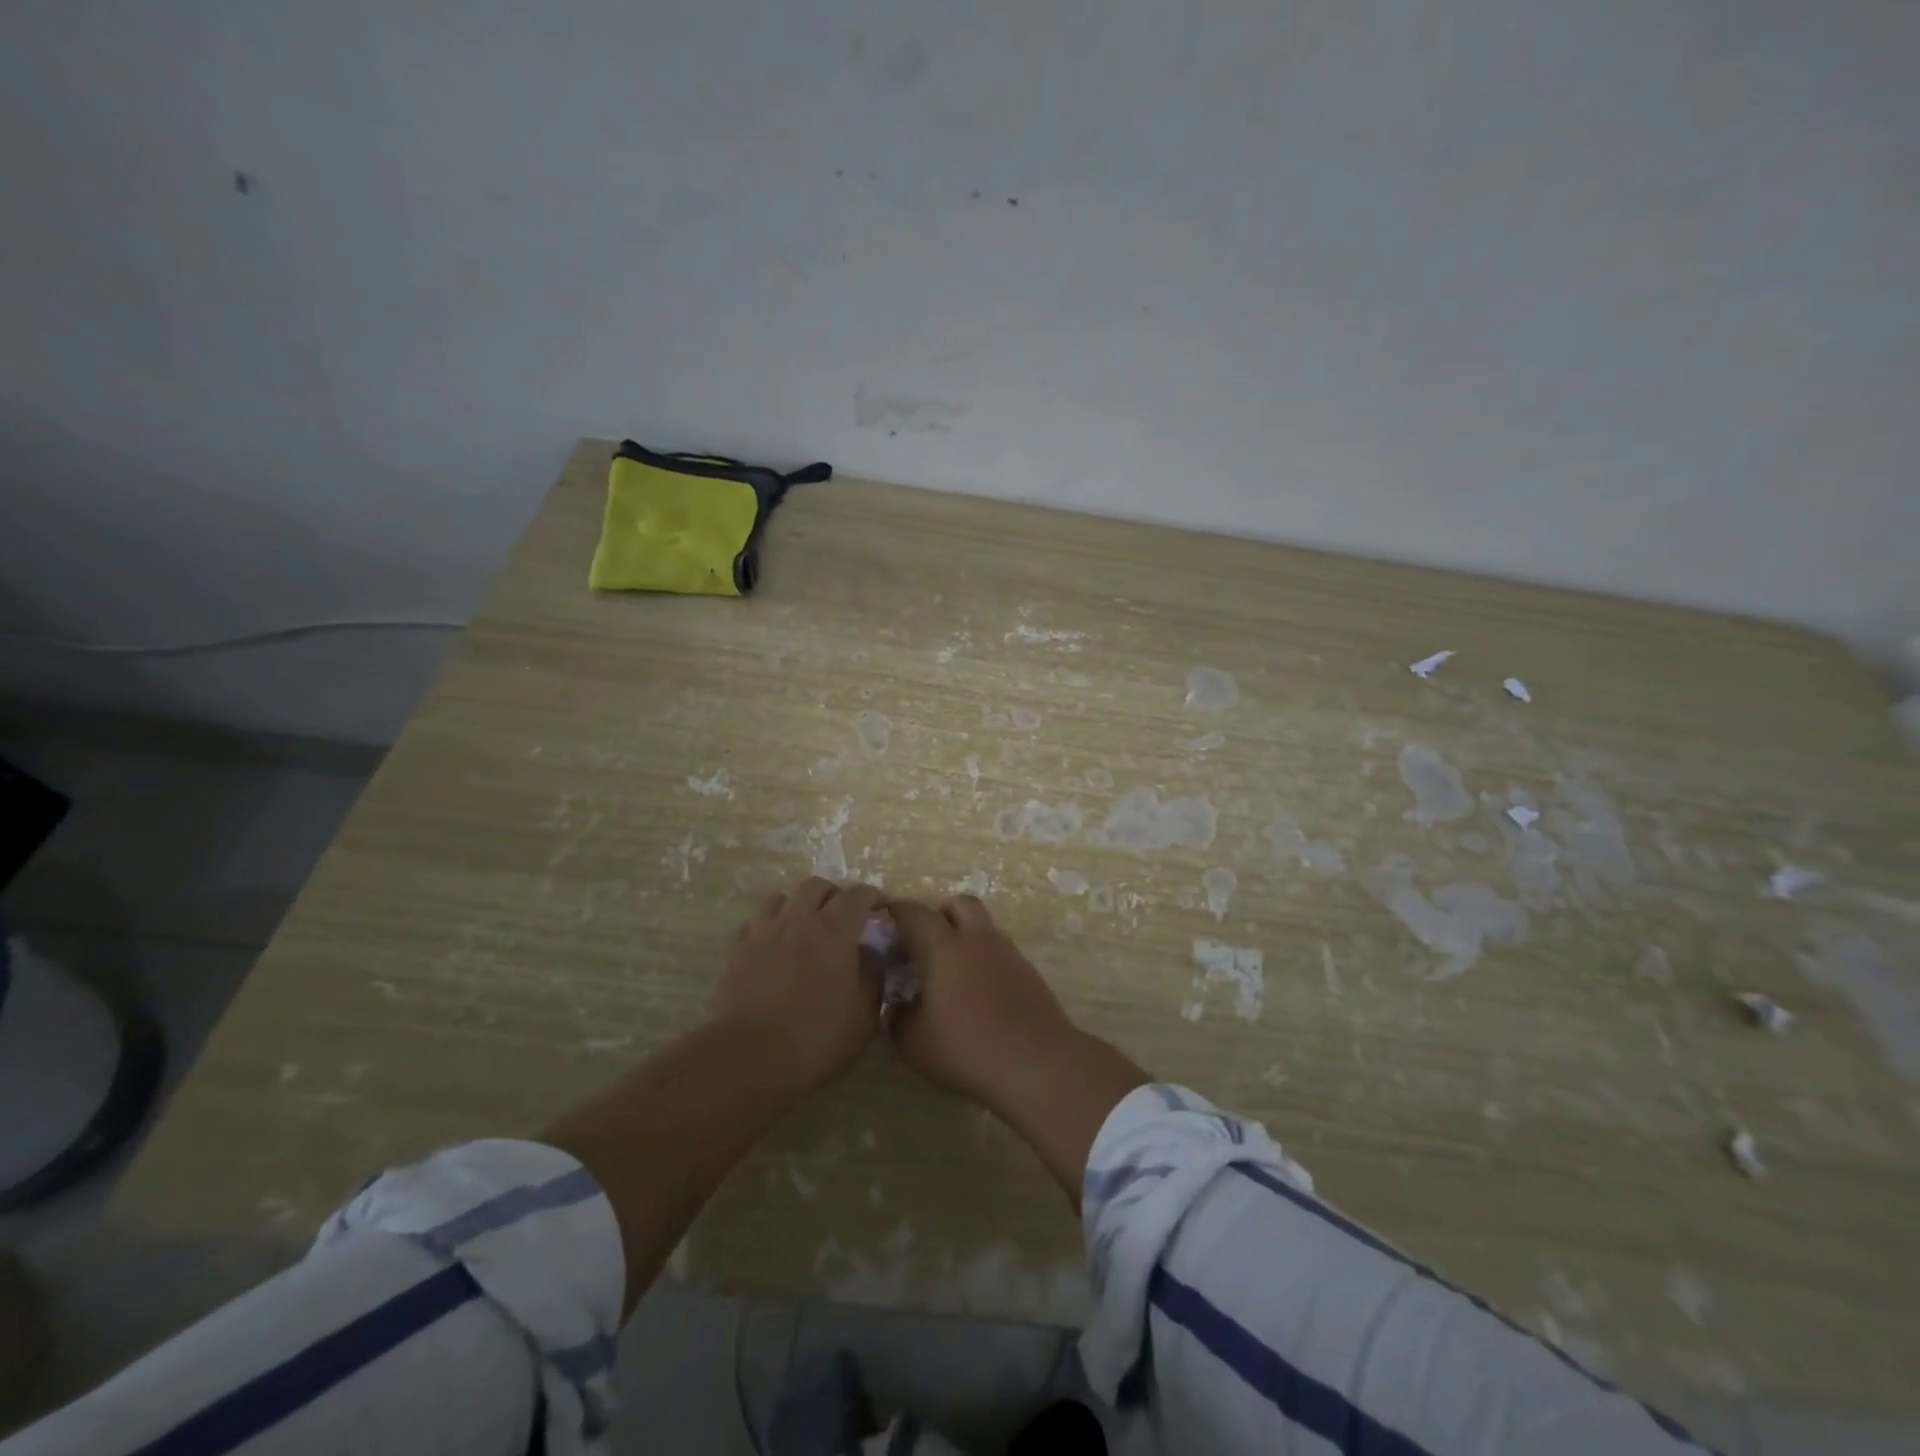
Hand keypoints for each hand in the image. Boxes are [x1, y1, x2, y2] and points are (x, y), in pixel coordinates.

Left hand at [714, 877, 885, 1089]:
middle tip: (841, 914)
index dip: (872, 896)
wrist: (751, 1055)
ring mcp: (764, 931)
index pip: (858, 896)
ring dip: (798, 905)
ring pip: (781, 897)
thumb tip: (873, 955)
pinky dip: (769, 926)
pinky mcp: (737, 948)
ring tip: (803, 924)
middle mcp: (799, 920)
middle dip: (834, 894)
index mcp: (835, 932)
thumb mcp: (864, 1016)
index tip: (880, 908)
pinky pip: (755, 922)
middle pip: (817, 886)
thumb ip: (873, 977)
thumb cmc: (816, 1037)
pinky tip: (773, 945)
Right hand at [885, 895, 1078, 1111]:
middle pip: (959, 903)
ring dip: (965, 936)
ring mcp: (1008, 952)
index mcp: (944, 948)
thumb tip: (897, 1005)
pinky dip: (985, 959)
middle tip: (925, 941)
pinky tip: (978, 991)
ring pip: (983, 926)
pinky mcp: (1029, 972)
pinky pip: (1000, 951)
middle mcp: (977, 939)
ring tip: (952, 972)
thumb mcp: (914, 1044)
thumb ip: (897, 1019)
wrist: (1037, 1063)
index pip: (916, 913)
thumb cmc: (967, 1049)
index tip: (886, 920)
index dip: (898, 911)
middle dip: (940, 913)